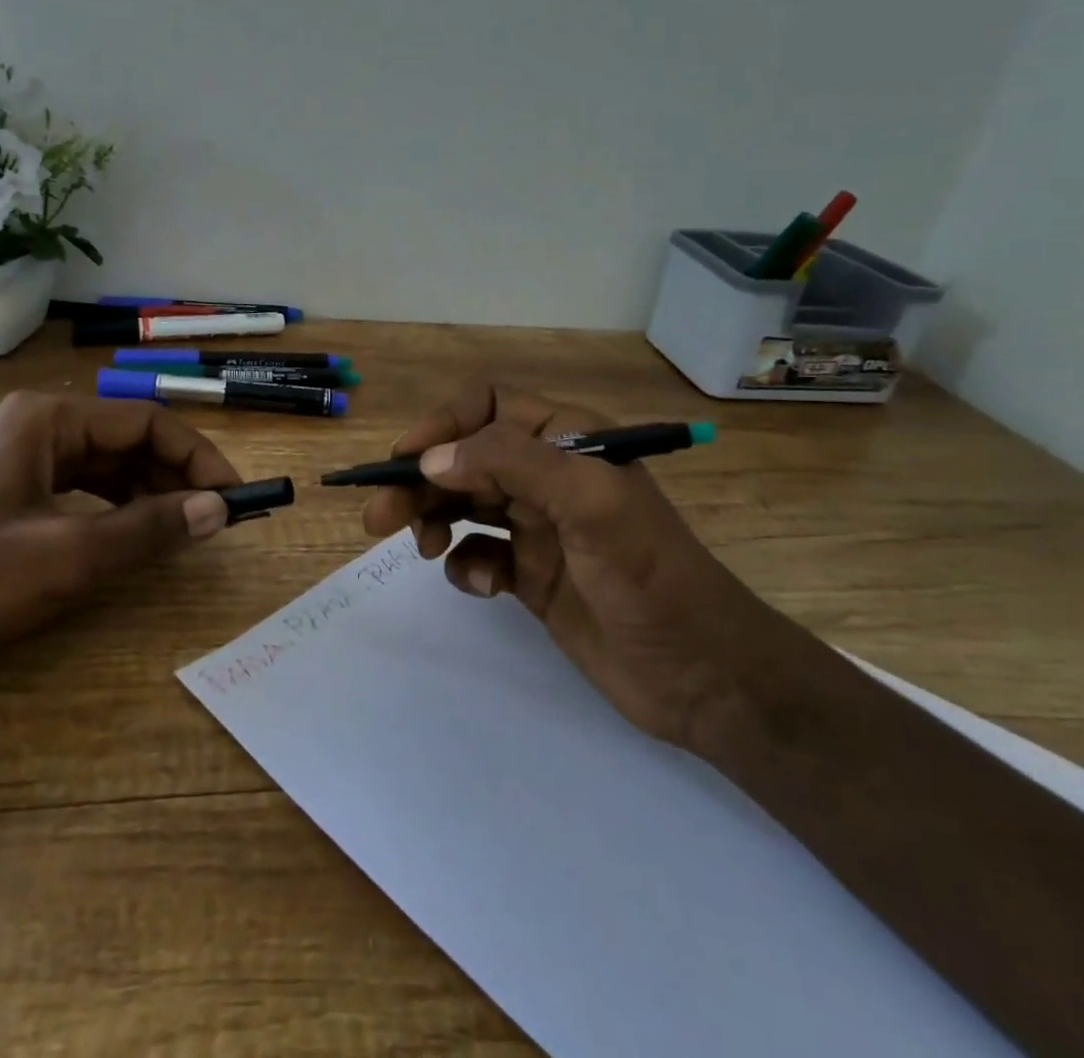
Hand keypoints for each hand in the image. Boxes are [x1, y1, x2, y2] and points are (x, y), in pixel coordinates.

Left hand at [0, 392, 240, 682]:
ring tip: (182, 531)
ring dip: (148, 494)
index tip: (233, 498)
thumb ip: (148, 530)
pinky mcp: (5, 494)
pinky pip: (78, 490)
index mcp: (49, 420)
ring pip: (104, 467)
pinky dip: (113, 510)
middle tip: (214, 521)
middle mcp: (36, 427)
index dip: (198, 457)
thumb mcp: (65, 557)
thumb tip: (220, 509)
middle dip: (175, 477)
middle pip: (127, 441)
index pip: (148, 422)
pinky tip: (130, 537)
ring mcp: (17, 460)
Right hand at [363, 384, 778, 748]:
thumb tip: (430, 460)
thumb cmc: (650, 576)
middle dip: (419, 481)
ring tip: (423, 549)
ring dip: (433, 519)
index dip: (442, 425)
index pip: (488, 407)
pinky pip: (479, 555)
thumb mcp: (588, 502)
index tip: (404, 460)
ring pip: (463, 505)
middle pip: (464, 459)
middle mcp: (547, 476)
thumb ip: (509, 464)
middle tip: (379, 517)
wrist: (704, 677)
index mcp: (567, 440)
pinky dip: (469, 566)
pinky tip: (485, 586)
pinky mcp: (531, 574)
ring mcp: (538, 526)